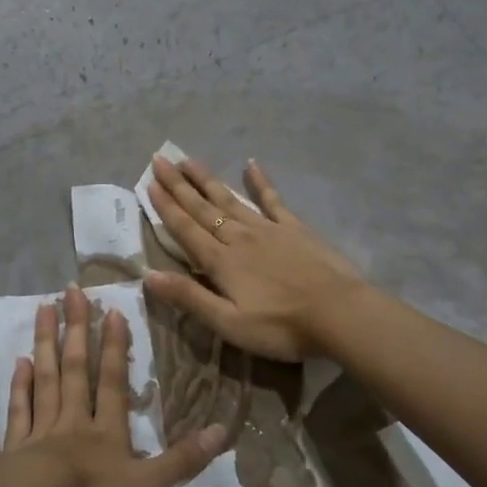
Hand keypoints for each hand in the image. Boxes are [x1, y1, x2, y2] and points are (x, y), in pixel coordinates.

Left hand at [2, 284, 225, 486]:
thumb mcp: (147, 484)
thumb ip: (182, 459)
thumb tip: (222, 430)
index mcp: (106, 430)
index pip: (112, 381)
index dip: (114, 346)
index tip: (112, 310)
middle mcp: (73, 421)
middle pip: (76, 369)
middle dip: (75, 329)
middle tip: (71, 291)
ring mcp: (41, 431)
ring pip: (46, 379)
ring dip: (46, 343)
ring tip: (43, 308)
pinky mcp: (15, 448)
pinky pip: (19, 410)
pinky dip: (19, 386)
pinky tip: (19, 362)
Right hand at [144, 155, 368, 360]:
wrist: (338, 313)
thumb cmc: (281, 326)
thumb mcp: (229, 323)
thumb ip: (189, 297)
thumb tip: (147, 275)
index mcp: (221, 261)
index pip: (186, 229)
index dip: (165, 207)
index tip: (148, 183)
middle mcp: (239, 237)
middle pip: (202, 208)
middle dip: (178, 185)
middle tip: (159, 160)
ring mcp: (268, 229)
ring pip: (229, 198)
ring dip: (207, 179)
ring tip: (188, 160)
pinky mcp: (294, 228)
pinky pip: (272, 199)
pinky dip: (260, 181)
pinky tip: (251, 165)